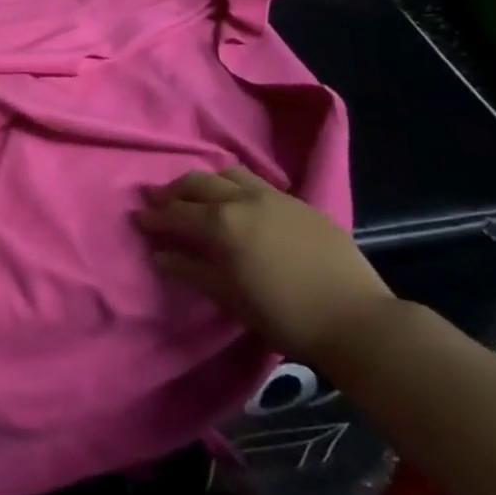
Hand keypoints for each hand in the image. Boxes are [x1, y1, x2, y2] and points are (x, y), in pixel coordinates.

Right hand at [133, 168, 395, 365]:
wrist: (357, 320)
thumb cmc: (286, 316)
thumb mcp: (230, 298)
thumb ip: (191, 270)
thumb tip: (159, 254)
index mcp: (222, 223)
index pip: (176, 213)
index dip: (154, 216)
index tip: (138, 217)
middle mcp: (243, 199)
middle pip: (197, 183)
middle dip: (174, 191)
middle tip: (159, 200)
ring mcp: (273, 196)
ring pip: (228, 174)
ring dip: (205, 182)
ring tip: (197, 195)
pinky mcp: (299, 203)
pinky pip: (257, 182)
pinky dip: (236, 186)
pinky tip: (238, 201)